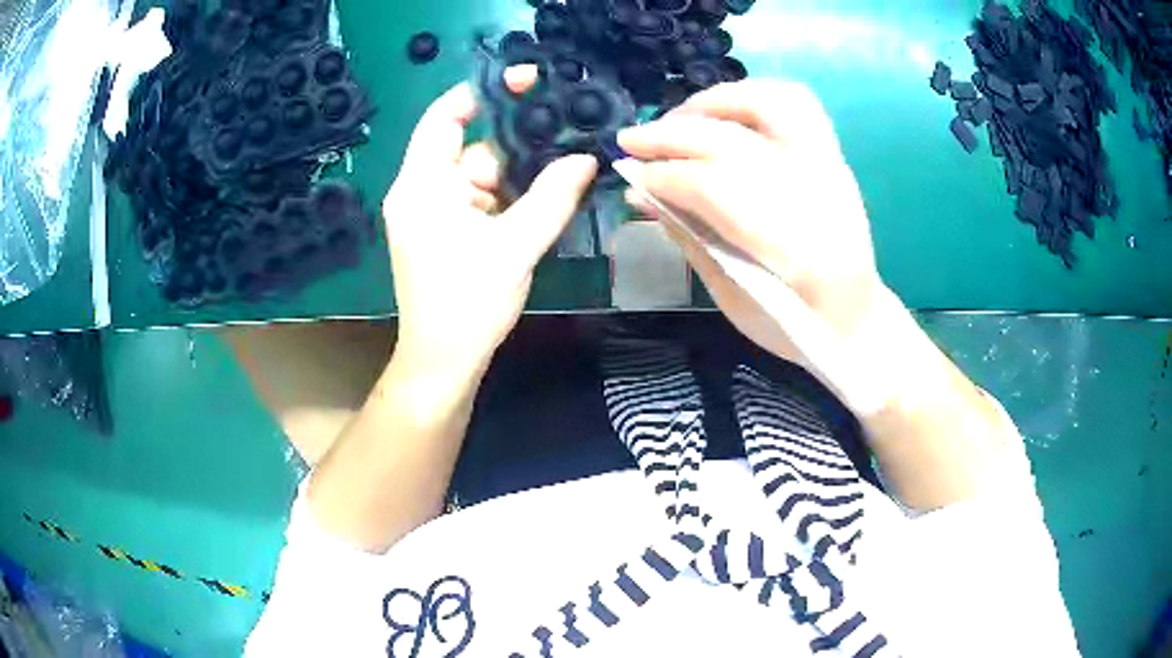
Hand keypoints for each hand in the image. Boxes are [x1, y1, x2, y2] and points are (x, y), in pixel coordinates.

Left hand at [383, 71, 597, 377]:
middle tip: (560, 145)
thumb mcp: (515, 247)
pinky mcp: (441, 232)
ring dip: (514, 180)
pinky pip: (476, 200)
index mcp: (421, 186)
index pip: (444, 117)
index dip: (481, 94)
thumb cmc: (468, 304)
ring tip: (555, 185)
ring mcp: (429, 213)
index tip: (525, 83)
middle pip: (469, 148)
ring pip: (478, 176)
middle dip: (512, 149)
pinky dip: (504, 200)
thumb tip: (585, 158)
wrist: (443, 363)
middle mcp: (419, 191)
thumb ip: (552, 197)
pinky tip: (535, 210)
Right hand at [617, 80, 887, 372]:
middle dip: (670, 134)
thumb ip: (689, 237)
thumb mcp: (733, 298)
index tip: (626, 172)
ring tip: (677, 118)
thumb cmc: (794, 326)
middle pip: (731, 140)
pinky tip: (722, 113)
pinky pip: (795, 103)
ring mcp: (830, 167)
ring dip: (712, 103)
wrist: (856, 320)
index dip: (663, 174)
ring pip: (768, 104)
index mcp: (792, 248)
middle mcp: (816, 193)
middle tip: (629, 139)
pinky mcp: (833, 156)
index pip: (713, 187)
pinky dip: (751, 96)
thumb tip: (639, 192)